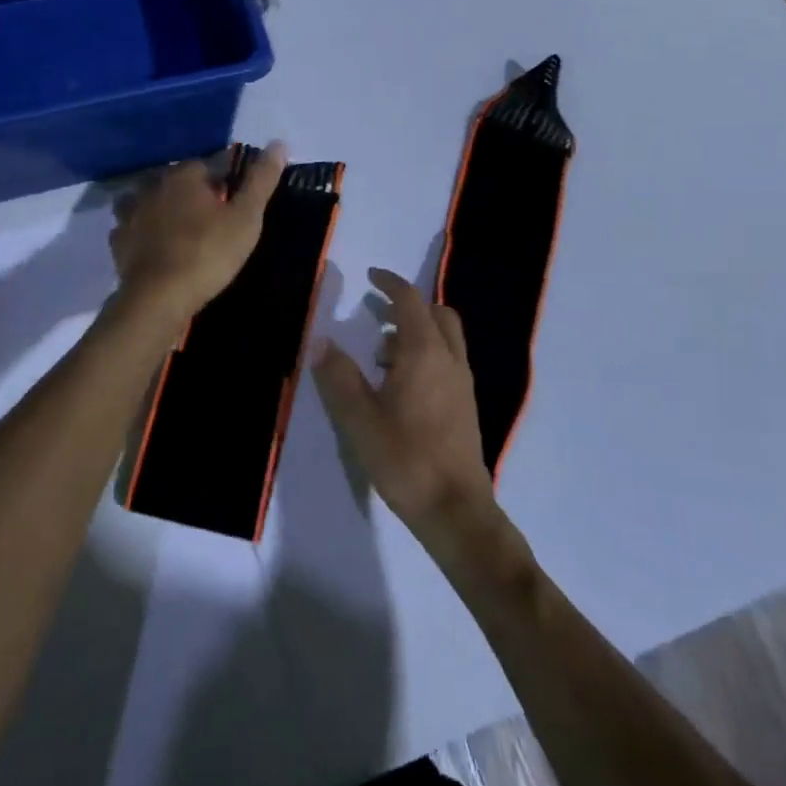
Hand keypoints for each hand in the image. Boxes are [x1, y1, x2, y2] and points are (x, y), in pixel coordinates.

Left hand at [109, 142, 285, 323]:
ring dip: (163, 209)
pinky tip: (155, 247)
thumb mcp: (246, 217)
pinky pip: (133, 229)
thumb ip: (261, 180)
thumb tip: (279, 143)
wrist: (159, 297)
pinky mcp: (118, 242)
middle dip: (192, 192)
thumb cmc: (208, 252)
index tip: (235, 198)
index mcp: (183, 176)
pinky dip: (144, 233)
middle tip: (212, 217)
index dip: (224, 179)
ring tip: (181, 229)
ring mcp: (130, 214)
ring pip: (150, 202)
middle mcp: (152, 186)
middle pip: (176, 181)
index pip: (207, 164)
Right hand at [313, 267, 495, 541]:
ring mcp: (462, 382)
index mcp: (424, 353)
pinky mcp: (465, 404)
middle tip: (377, 312)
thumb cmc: (405, 459)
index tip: (370, 276)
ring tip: (382, 353)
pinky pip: (448, 359)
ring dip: (417, 330)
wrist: (455, 508)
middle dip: (408, 304)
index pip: (410, 300)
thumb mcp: (359, 419)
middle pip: (436, 313)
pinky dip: (427, 352)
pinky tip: (402, 384)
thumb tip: (320, 341)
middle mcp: (449, 359)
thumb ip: (339, 376)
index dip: (390, 283)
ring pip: (445, 337)